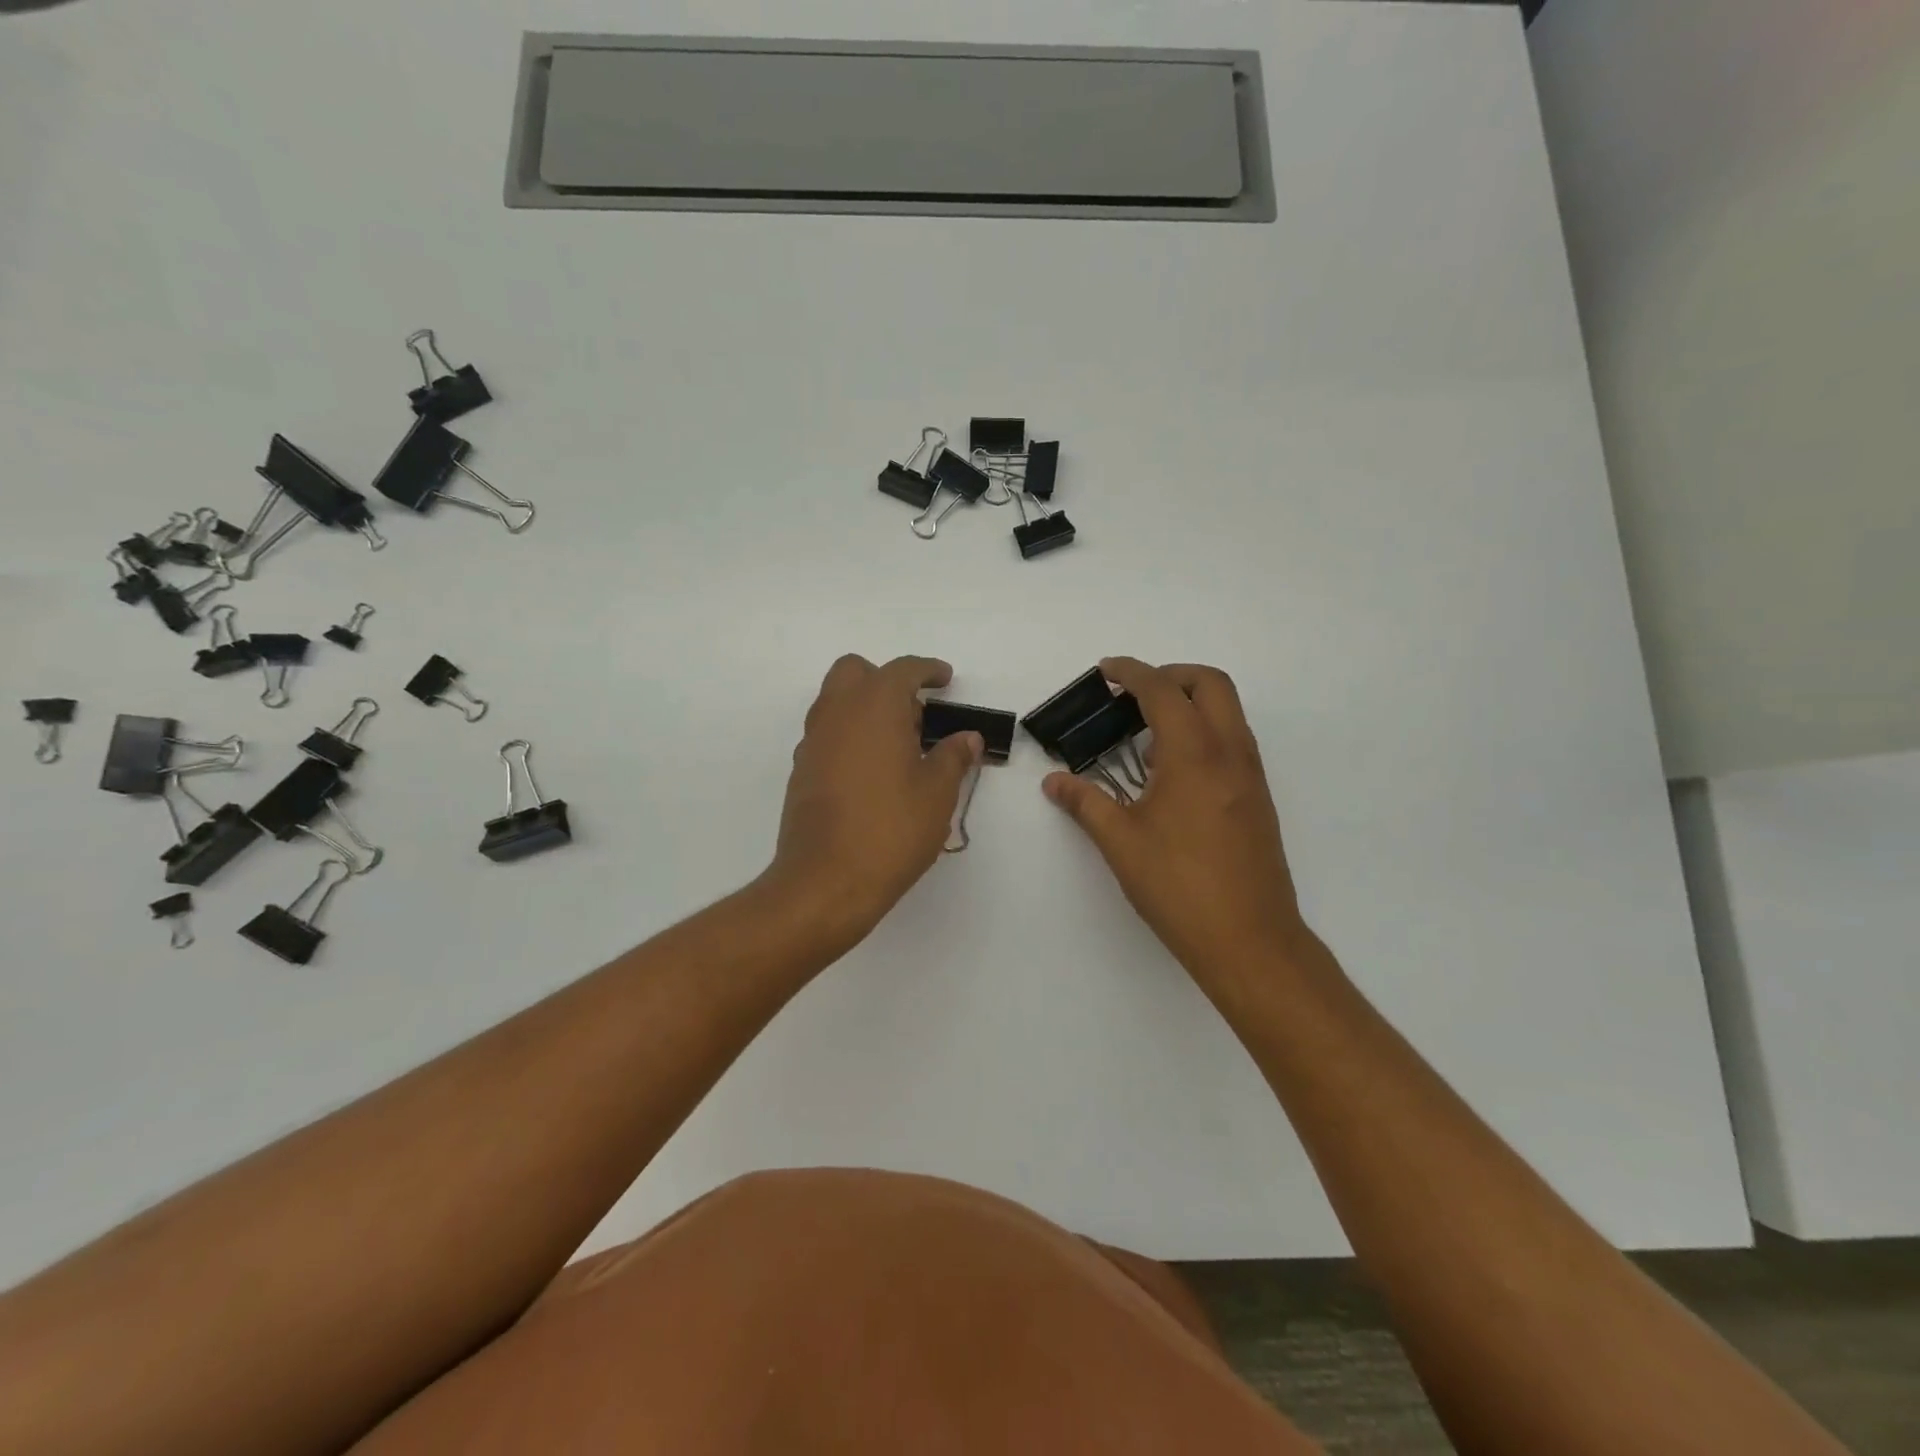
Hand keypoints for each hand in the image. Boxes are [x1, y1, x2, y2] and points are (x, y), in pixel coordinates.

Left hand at [767, 654, 981, 945]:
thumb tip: (966, 738)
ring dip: (865, 707)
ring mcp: (813, 742)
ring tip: (899, 746)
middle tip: (915, 713)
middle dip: (885, 680)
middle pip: (855, 672)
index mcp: (874, 707)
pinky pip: (827, 734)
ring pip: (836, 702)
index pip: (902, 670)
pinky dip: (850, 736)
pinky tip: (873, 772)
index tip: (945, 679)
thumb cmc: (891, 830)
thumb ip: (953, 757)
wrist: (825, 882)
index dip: (927, 670)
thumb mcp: (937, 794)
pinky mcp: (801, 771)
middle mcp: (837, 713)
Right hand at [1042, 658, 1314, 992]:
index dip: (1131, 672)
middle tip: (1132, 694)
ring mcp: (1250, 775)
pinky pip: (1233, 741)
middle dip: (1170, 675)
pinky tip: (1172, 771)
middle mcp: (1230, 753)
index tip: (1106, 671)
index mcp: (1194, 754)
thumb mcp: (1120, 842)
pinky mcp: (1257, 798)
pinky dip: (1204, 731)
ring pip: (1228, 711)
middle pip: (1209, 683)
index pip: (1163, 690)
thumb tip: (1054, 782)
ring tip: (1146, 733)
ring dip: (1190, 702)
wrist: (1249, 940)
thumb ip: (1085, 802)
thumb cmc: (1179, 886)